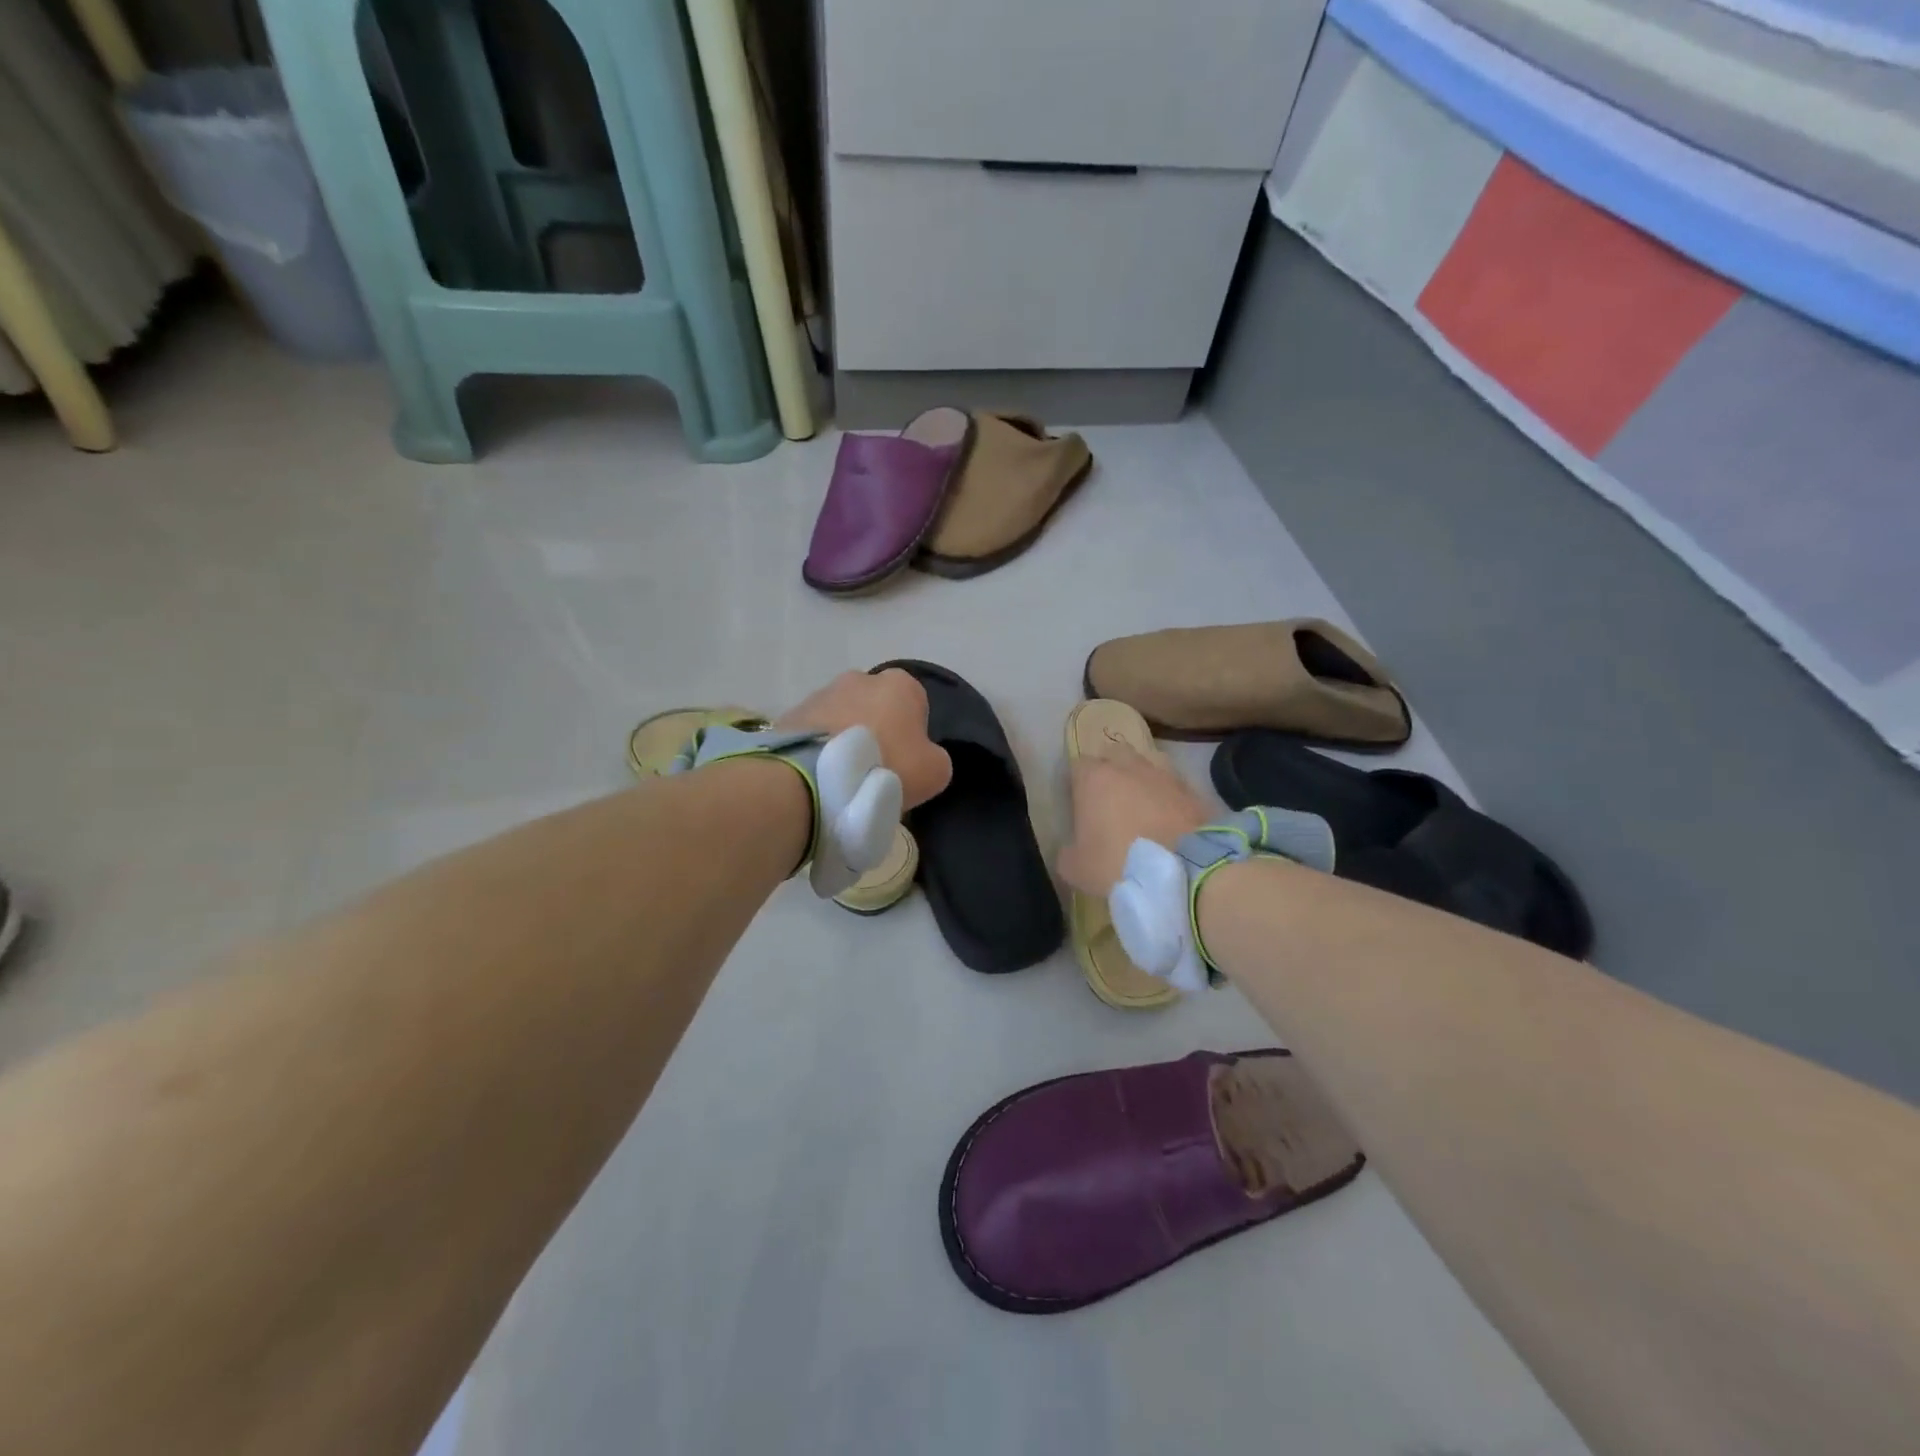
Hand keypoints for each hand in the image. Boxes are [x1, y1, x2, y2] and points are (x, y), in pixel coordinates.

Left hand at [777, 670, 951, 808]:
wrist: (818, 779)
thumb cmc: (887, 766)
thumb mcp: (935, 771)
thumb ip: (934, 756)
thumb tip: (922, 757)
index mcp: (899, 684)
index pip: (915, 704)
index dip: (912, 734)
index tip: (905, 762)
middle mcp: (859, 678)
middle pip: (875, 706)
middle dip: (875, 730)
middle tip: (873, 769)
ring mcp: (820, 693)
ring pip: (840, 716)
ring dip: (843, 738)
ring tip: (843, 776)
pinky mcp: (791, 714)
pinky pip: (813, 733)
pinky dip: (818, 749)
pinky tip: (820, 775)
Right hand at [1058, 746, 1210, 896]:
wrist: (1185, 870)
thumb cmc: (1119, 863)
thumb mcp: (1076, 869)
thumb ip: (1068, 853)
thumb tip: (1072, 850)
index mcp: (1094, 778)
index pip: (1078, 765)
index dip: (1077, 783)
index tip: (1078, 804)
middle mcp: (1128, 767)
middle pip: (1114, 755)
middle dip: (1110, 770)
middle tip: (1109, 800)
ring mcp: (1163, 775)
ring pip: (1148, 765)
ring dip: (1141, 780)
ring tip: (1141, 806)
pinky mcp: (1192, 791)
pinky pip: (1174, 786)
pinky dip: (1168, 797)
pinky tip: (1168, 819)